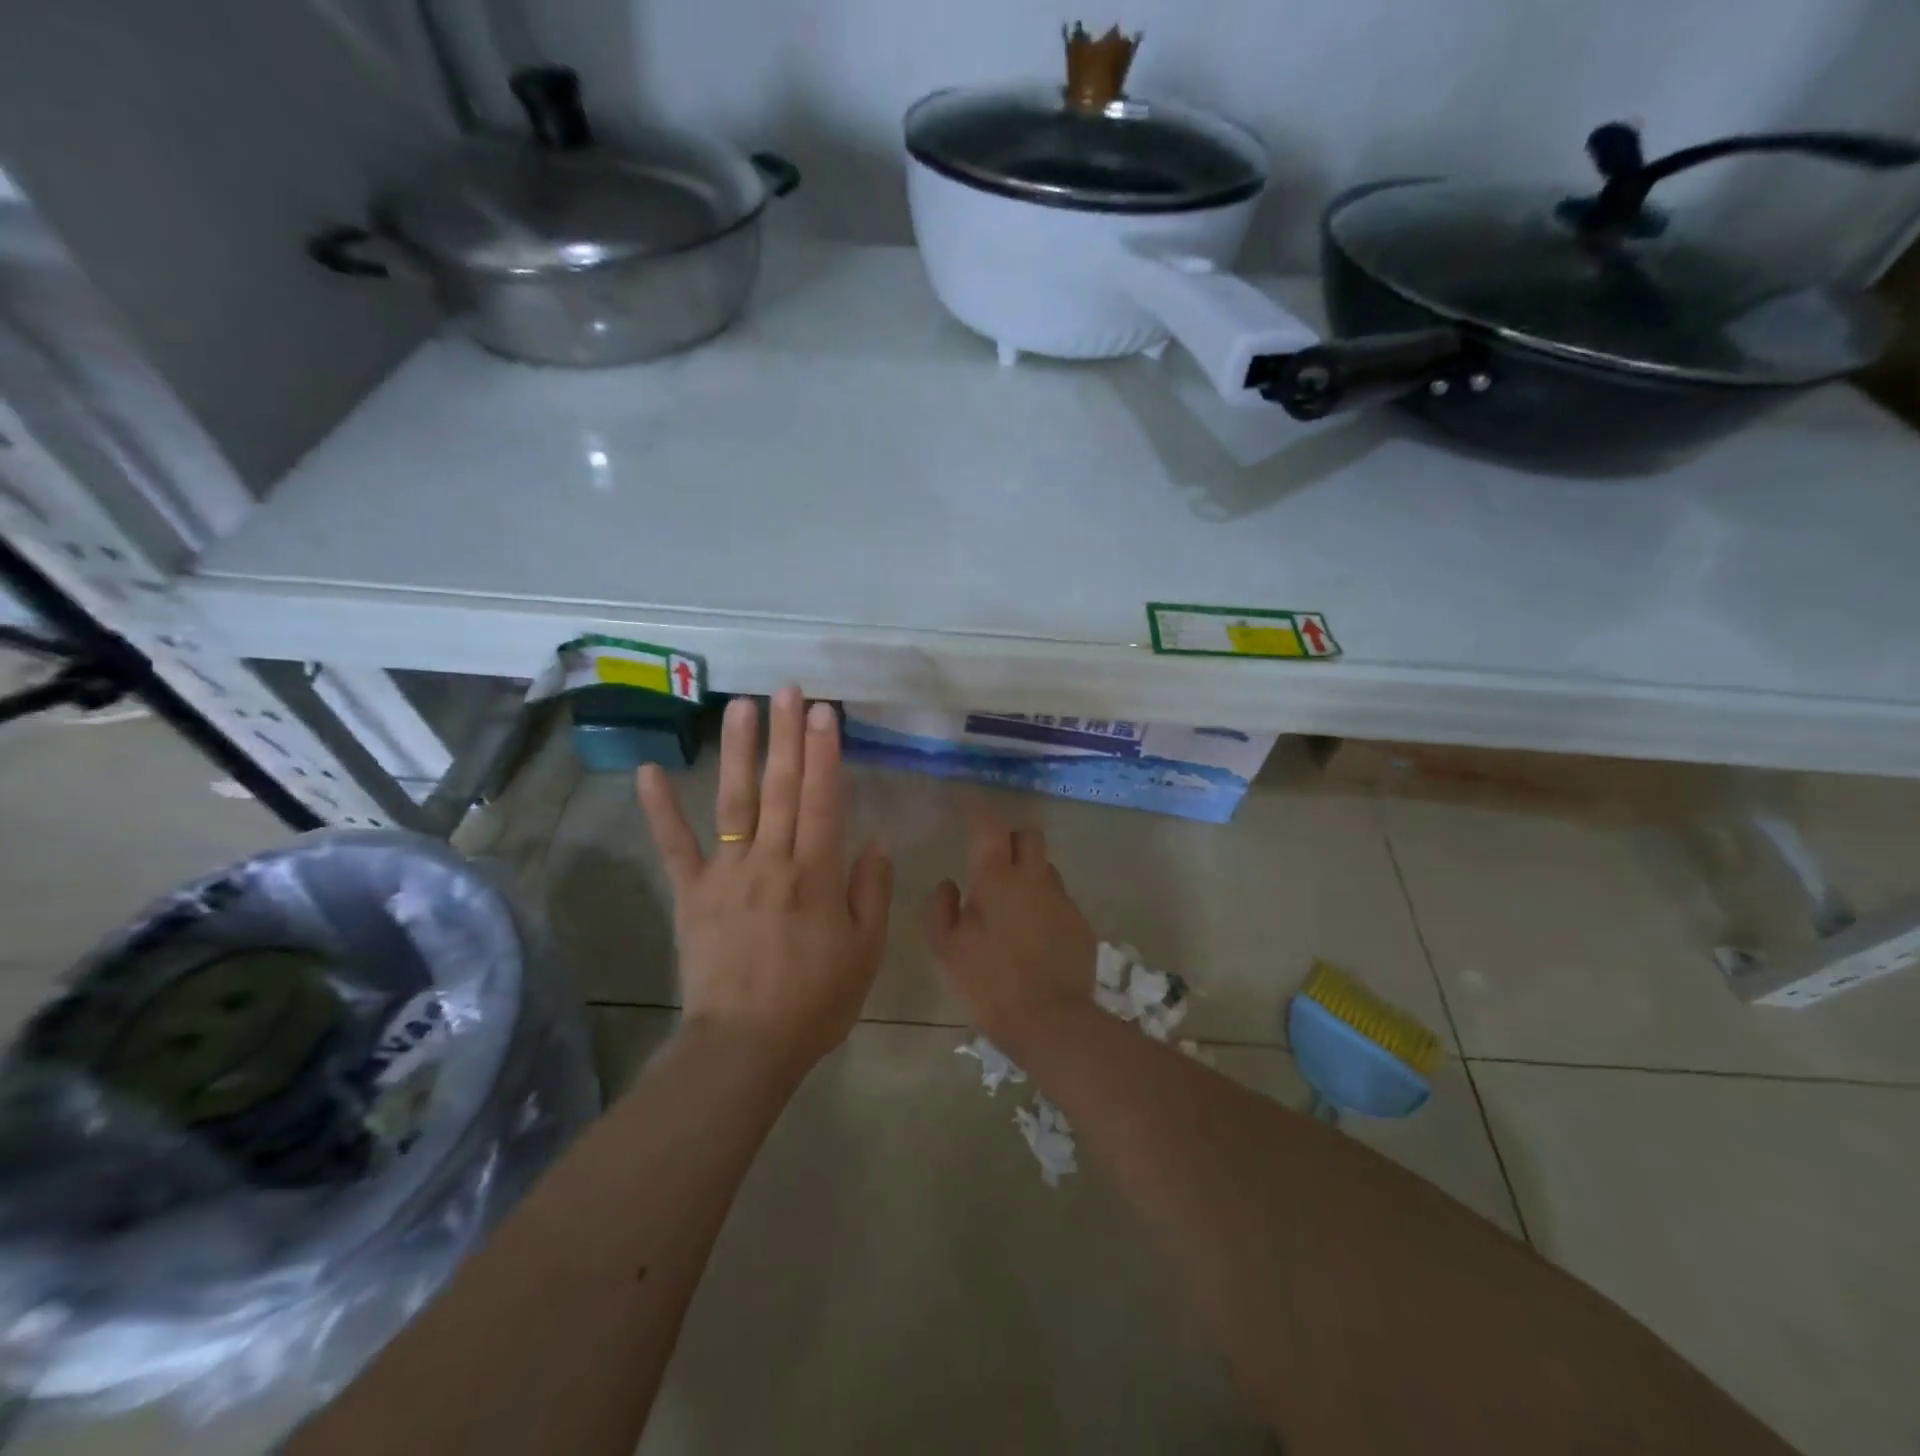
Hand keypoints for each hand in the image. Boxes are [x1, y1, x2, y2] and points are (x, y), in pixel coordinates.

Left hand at [637, 687, 892, 1076]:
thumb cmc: (815, 1000)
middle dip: (785, 736)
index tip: (824, 712)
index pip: (823, 800)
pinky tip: (648, 770)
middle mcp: (770, 862)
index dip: (824, 753)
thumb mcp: (865, 950)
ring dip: (738, 752)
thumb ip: (871, 891)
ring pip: (734, 803)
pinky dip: (660, 809)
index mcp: (816, 874)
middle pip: (781, 789)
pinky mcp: (691, 893)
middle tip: (786, 690)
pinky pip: (674, 847)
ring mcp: (726, 875)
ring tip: (738, 707)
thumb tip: (875, 840)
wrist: (744, 1047)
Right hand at [921, 811, 1097, 1044]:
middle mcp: (1035, 878)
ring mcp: (1063, 900)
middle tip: (993, 859)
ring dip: (1029, 873)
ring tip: (1012, 905)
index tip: (966, 801)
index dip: (976, 808)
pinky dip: (1044, 905)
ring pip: (1046, 868)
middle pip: (1029, 835)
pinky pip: (1059, 900)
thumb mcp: (947, 949)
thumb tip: (949, 884)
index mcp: (998, 878)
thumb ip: (941, 908)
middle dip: (1011, 837)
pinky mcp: (1081, 924)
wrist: (1051, 1023)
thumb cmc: (989, 983)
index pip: (988, 825)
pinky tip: (1033, 935)